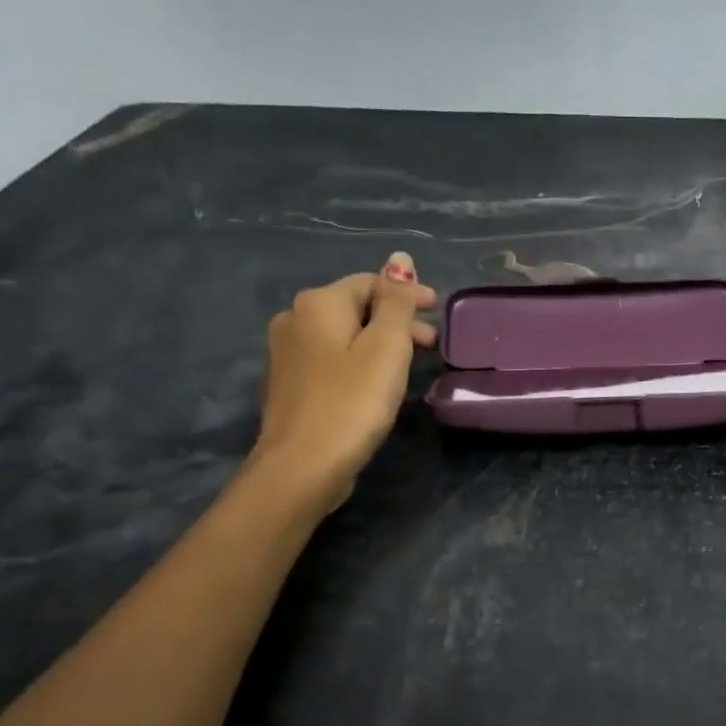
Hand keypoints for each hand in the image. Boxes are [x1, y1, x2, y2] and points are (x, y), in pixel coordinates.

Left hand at [248, 251, 437, 515]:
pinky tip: (376, 383)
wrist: (302, 466)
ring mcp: (286, 354)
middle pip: (356, 308)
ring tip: (409, 365)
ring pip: (343, 335)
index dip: (407, 293)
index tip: (438, 311)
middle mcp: (294, 319)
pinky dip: (358, 361)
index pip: (370, 283)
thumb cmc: (352, 402)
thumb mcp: (386, 347)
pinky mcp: (289, 385)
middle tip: (432, 344)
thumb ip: (397, 302)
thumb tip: (400, 258)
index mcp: (318, 303)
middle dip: (395, 320)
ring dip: (379, 342)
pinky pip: (332, 359)